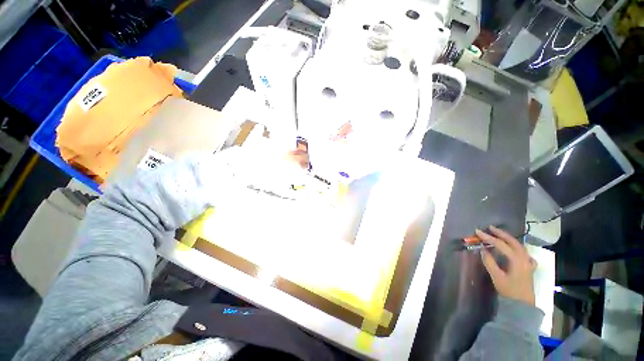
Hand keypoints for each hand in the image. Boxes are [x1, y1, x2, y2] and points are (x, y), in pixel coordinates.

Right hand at [476, 226, 536, 305]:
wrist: (522, 305)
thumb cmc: (509, 290)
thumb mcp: (496, 276)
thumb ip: (489, 262)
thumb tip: (483, 249)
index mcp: (516, 260)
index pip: (501, 244)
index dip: (489, 237)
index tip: (478, 231)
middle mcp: (524, 258)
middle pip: (513, 242)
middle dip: (501, 233)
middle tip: (490, 227)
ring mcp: (528, 263)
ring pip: (519, 246)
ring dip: (509, 239)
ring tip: (499, 234)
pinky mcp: (529, 268)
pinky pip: (525, 254)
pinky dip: (518, 248)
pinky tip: (516, 250)